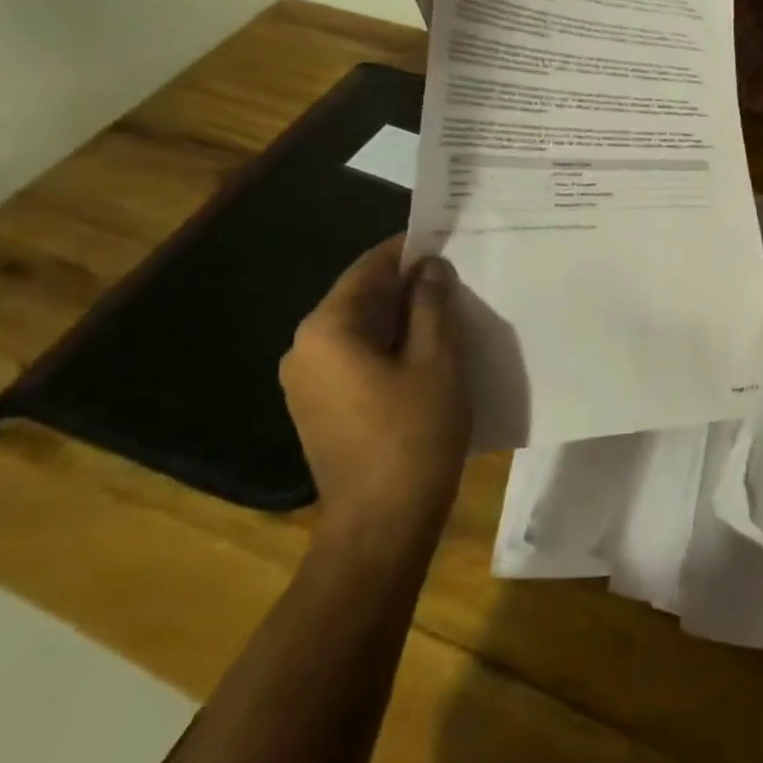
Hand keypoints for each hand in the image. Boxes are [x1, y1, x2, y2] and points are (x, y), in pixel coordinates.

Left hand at [280, 237, 469, 537]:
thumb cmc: (414, 433)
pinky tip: (427, 352)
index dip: (409, 250)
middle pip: (361, 298)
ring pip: (361, 329)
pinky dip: (390, 346)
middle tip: (458, 277)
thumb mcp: (437, 359)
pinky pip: (356, 357)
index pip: (369, 269)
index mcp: (327, 329)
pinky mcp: (318, 407)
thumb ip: (433, 304)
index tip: (447, 239)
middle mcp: (304, 348)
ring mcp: (306, 382)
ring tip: (450, 311)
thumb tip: (430, 267)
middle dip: (408, 285)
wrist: (381, 523)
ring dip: (403, 317)